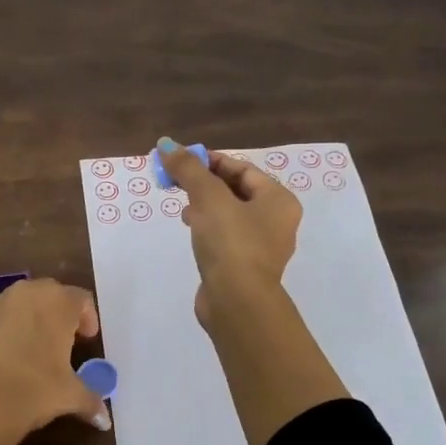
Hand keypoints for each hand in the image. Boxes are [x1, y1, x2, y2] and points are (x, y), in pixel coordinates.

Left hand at [0, 278, 110, 444]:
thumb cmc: (34, 389)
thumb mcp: (69, 396)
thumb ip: (91, 400)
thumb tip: (104, 419)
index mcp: (57, 303)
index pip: (81, 299)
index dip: (88, 318)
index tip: (88, 338)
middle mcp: (27, 294)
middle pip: (51, 294)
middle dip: (60, 312)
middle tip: (65, 339)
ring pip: (22, 302)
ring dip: (33, 318)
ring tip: (36, 347)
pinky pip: (0, 318)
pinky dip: (8, 329)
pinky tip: (9, 356)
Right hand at [157, 137, 301, 325]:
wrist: (236, 301)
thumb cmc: (231, 242)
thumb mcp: (208, 197)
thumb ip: (188, 169)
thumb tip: (166, 143)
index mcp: (279, 200)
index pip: (243, 169)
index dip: (212, 161)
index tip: (183, 162)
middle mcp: (277, 221)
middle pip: (237, 190)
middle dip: (205, 183)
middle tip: (178, 183)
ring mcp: (262, 247)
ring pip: (230, 215)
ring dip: (205, 206)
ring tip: (182, 207)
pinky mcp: (244, 267)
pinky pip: (225, 237)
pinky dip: (207, 228)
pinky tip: (190, 230)